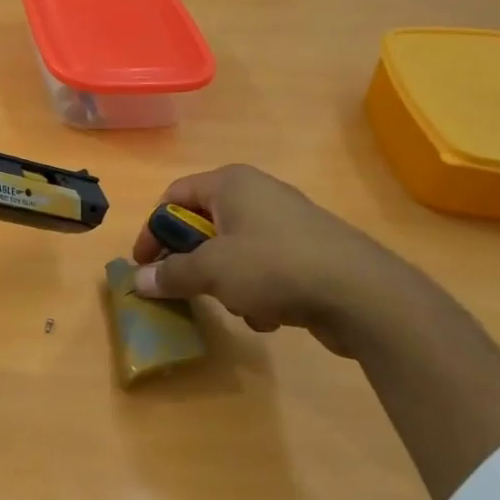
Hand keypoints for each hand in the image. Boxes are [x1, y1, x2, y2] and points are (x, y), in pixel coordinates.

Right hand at [131, 165, 420, 357]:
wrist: (361, 294)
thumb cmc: (274, 267)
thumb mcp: (210, 271)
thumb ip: (169, 274)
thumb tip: (138, 280)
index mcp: (231, 183)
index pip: (173, 196)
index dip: (151, 230)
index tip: (143, 266)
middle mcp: (258, 194)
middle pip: (203, 225)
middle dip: (191, 262)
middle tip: (182, 289)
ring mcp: (286, 223)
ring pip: (232, 252)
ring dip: (224, 284)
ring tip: (234, 306)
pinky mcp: (308, 252)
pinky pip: (263, 268)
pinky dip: (256, 292)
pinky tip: (268, 315)